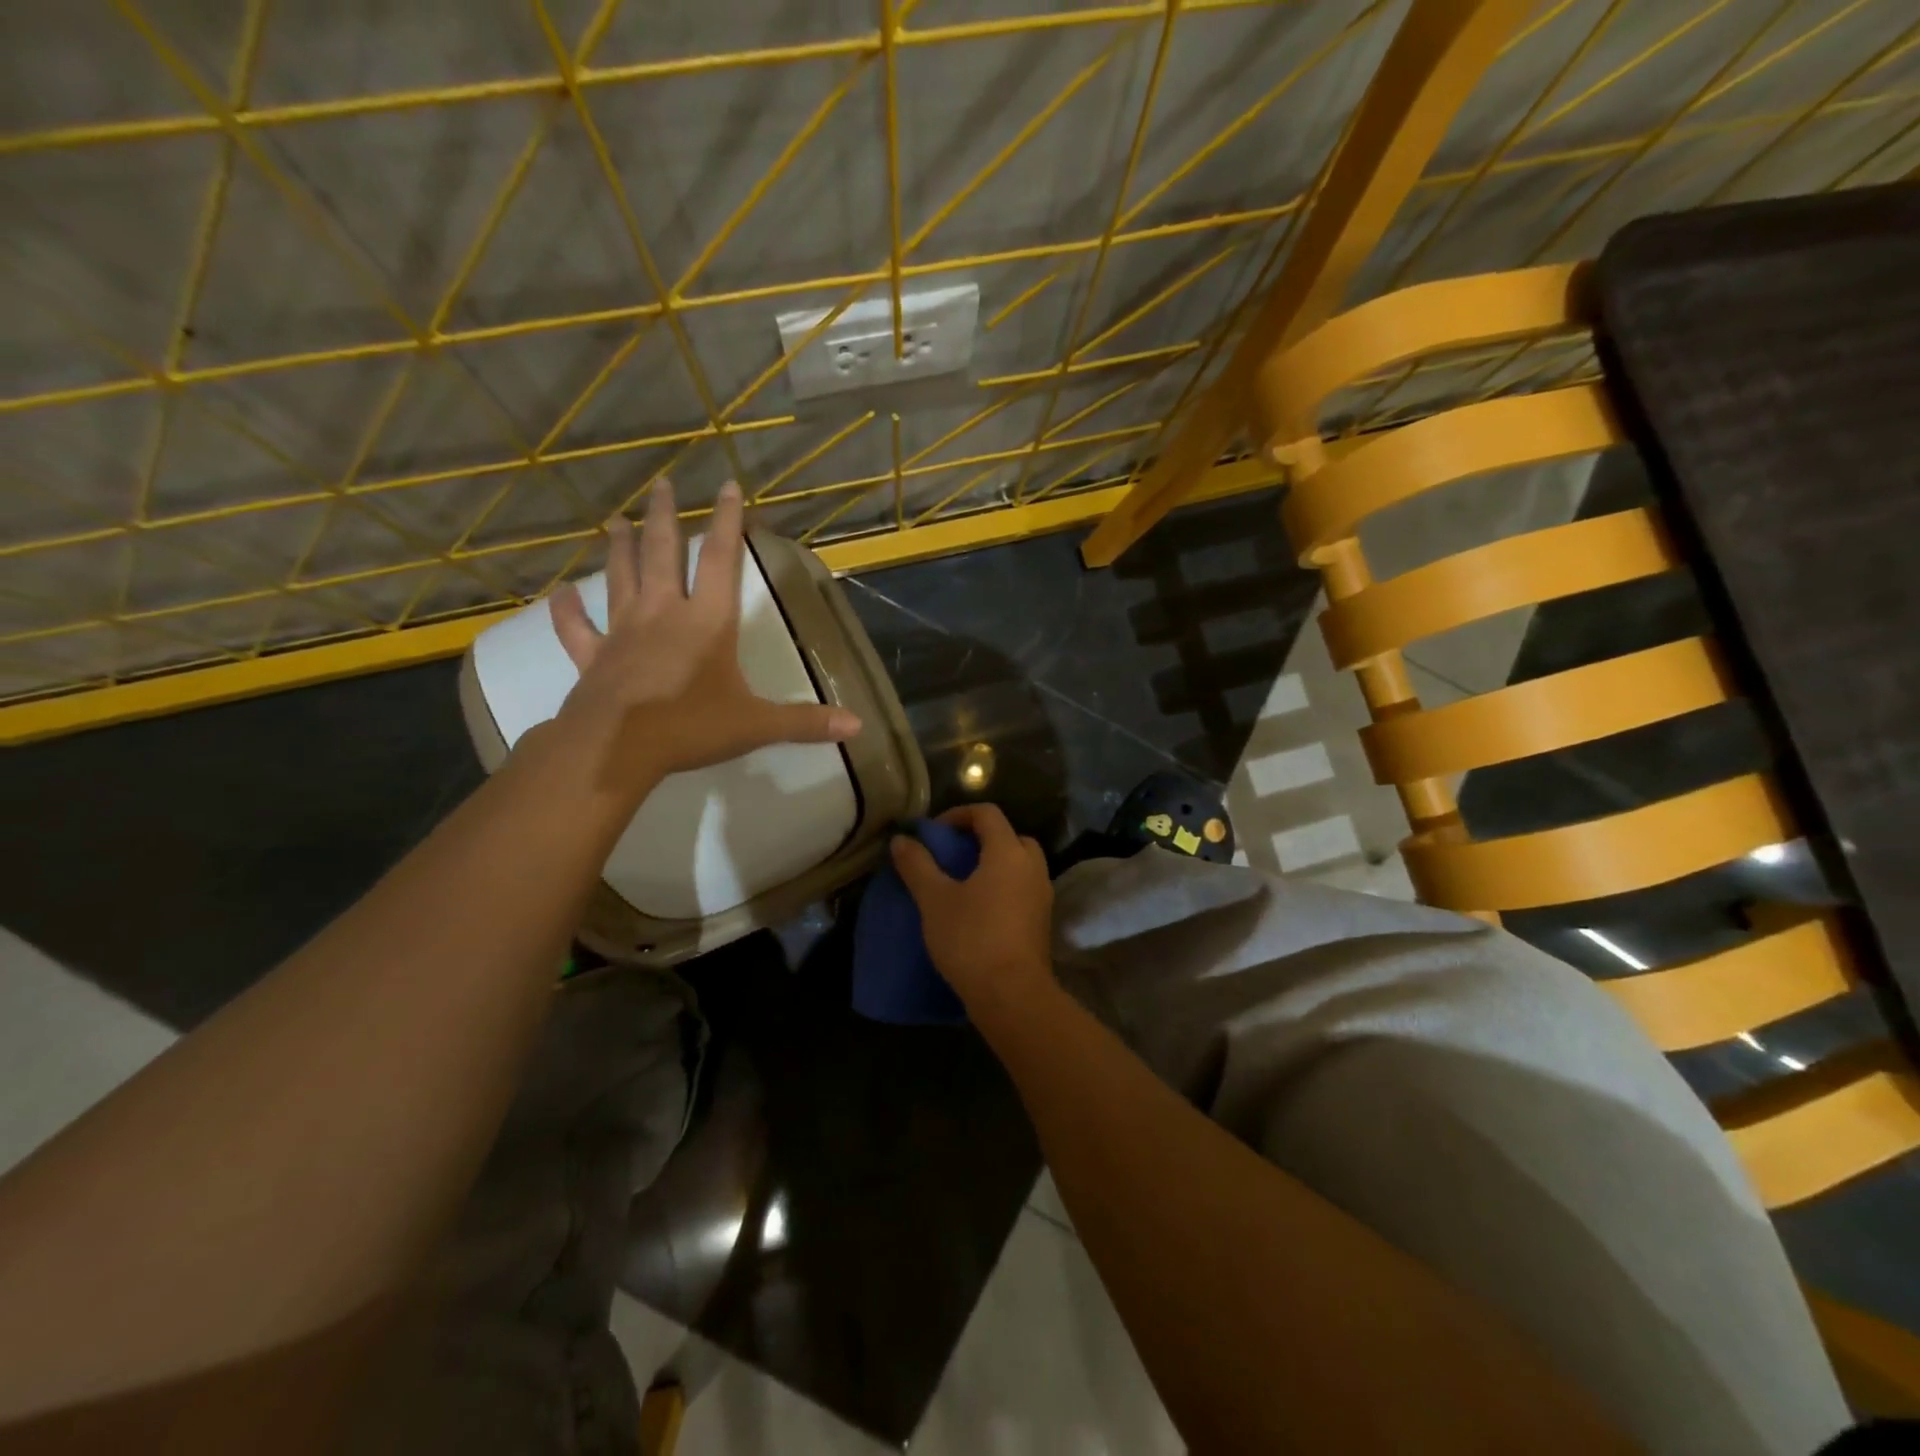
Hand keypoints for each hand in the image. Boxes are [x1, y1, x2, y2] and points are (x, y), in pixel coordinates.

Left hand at [549, 479, 860, 794]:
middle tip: (662, 484)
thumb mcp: (756, 725)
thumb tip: (858, 727)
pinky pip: (576, 628)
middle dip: (665, 517)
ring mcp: (623, 632)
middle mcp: (663, 614)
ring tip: (616, 521)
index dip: (728, 522)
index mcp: (707, 622)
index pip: (721, 561)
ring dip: (620, 548)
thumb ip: (806, 723)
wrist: (617, 749)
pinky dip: (566, 610)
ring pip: (620, 579)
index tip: (727, 486)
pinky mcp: (593, 657)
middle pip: (663, 554)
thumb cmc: (690, 727)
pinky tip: (558, 592)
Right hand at [890, 804, 1055, 1020]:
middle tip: (953, 855)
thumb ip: (917, 865)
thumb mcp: (935, 900)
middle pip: (1010, 837)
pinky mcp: (1042, 921)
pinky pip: (1022, 889)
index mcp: (1008, 852)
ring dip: (993, 865)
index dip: (958, 814)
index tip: (934, 833)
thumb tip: (902, 839)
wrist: (1012, 995)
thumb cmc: (971, 938)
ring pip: (1019, 865)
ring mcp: (1042, 895)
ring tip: (963, 883)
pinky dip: (1003, 887)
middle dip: (981, 839)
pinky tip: (979, 910)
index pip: (987, 814)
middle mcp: (1032, 867)